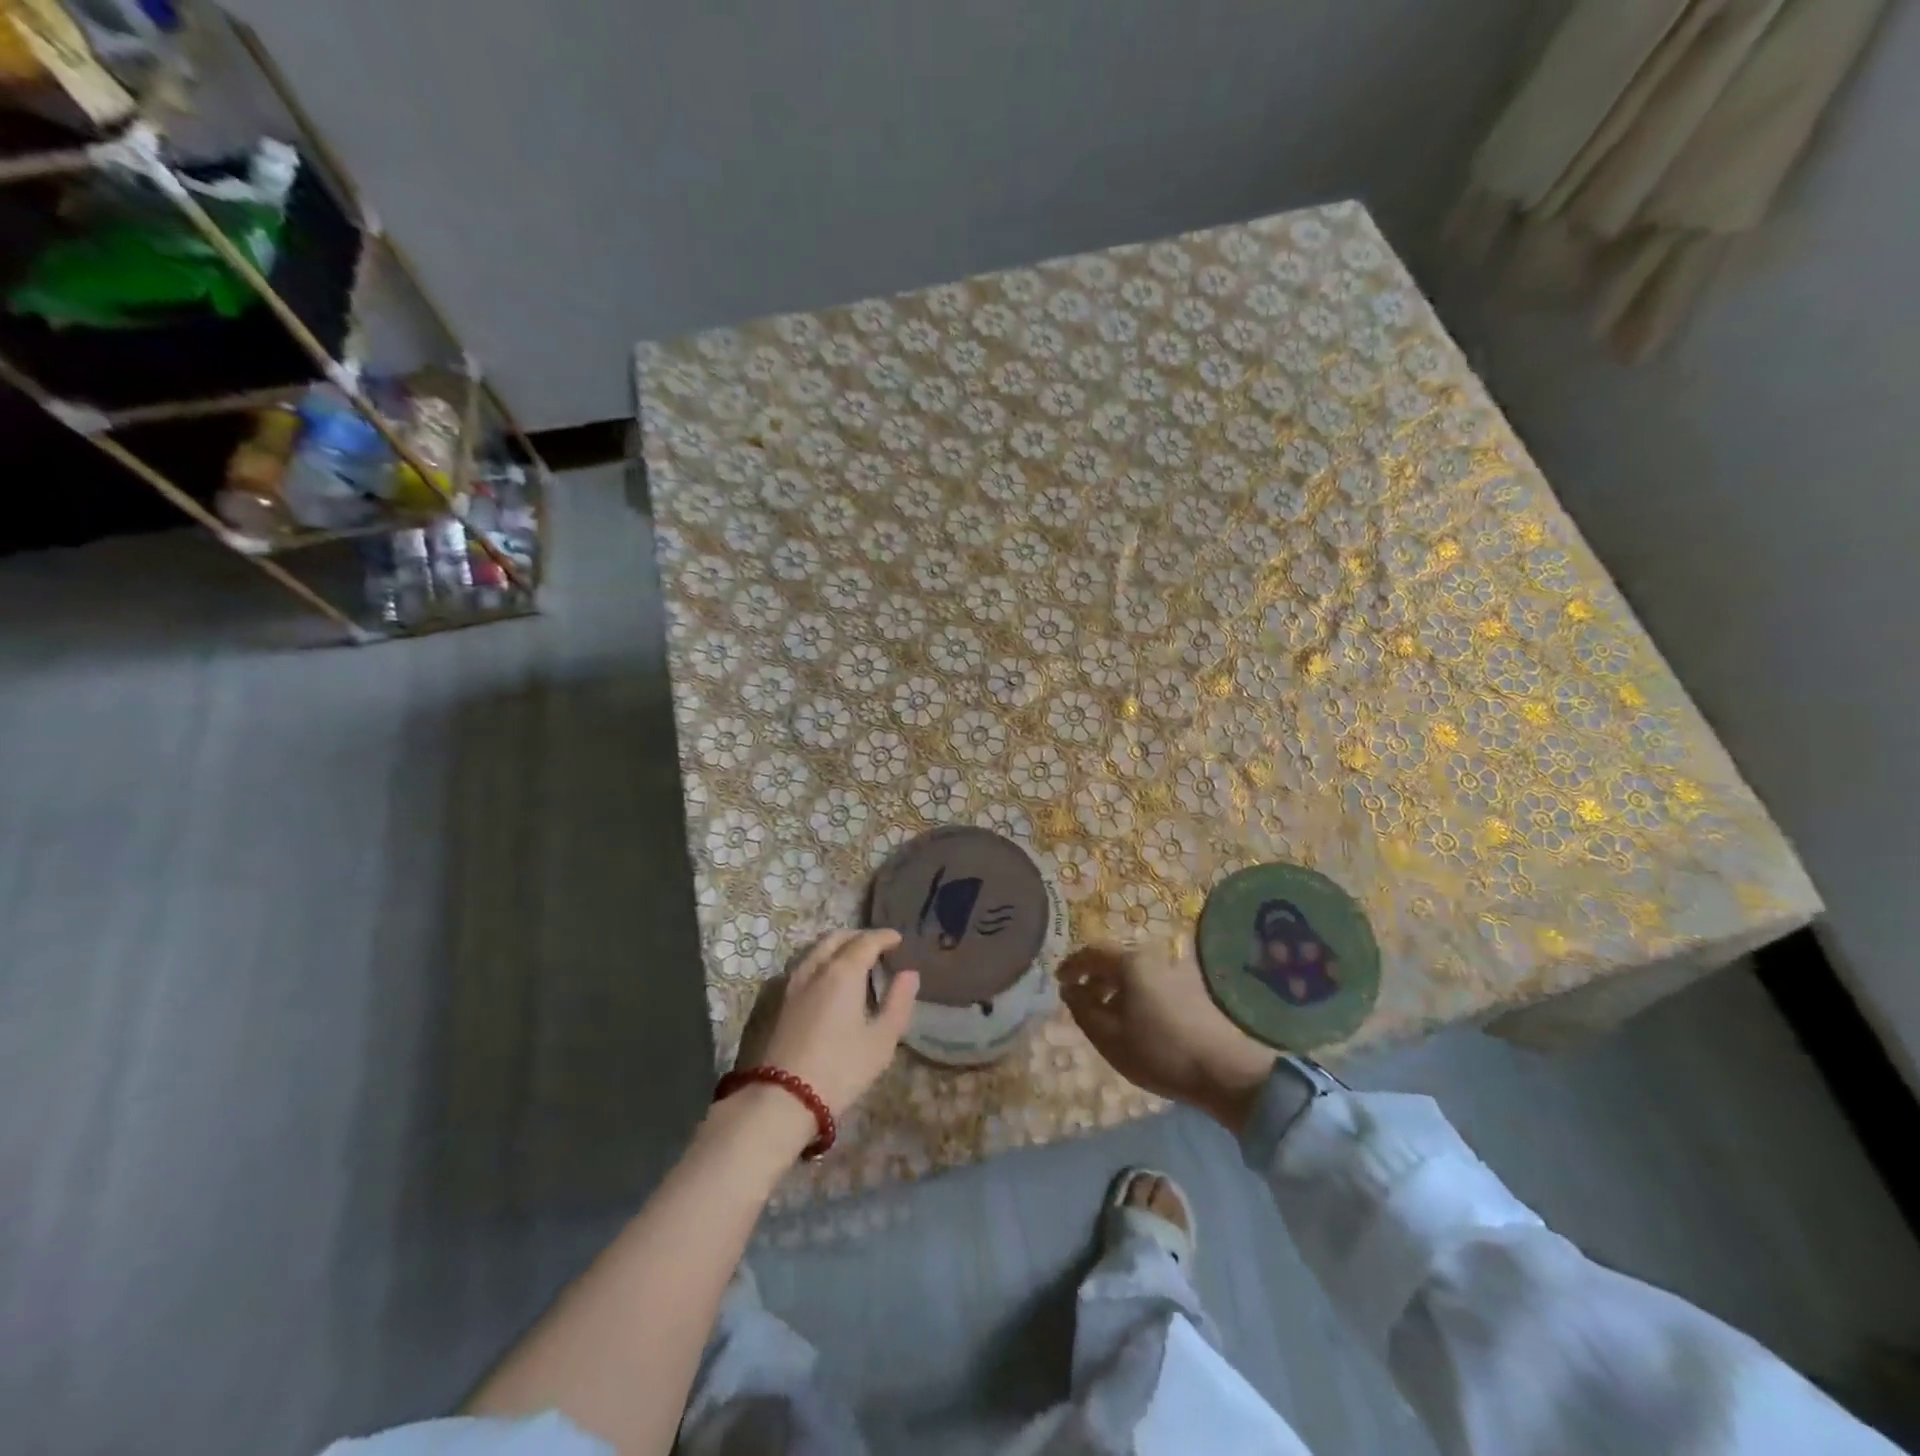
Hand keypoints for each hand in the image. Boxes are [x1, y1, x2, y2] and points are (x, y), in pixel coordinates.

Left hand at [750, 930, 918, 1117]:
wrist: (783, 1098)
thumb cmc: (841, 1068)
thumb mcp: (882, 1040)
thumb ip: (899, 1002)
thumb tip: (909, 974)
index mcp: (843, 972)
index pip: (866, 941)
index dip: (884, 937)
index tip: (898, 939)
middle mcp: (816, 968)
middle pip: (837, 937)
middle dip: (860, 936)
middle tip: (877, 947)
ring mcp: (793, 982)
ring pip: (816, 949)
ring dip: (837, 946)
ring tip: (853, 960)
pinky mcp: (779, 1000)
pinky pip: (804, 964)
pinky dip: (821, 960)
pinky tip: (827, 979)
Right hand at [1059, 942, 1276, 1134]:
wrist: (1225, 1070)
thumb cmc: (1159, 1052)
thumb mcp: (1109, 1036)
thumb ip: (1083, 1010)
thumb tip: (1069, 990)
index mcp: (1130, 962)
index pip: (1092, 952)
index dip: (1072, 965)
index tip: (1059, 981)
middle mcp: (1152, 957)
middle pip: (1114, 959)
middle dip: (1093, 976)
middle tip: (1079, 998)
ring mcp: (1174, 971)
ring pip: (1133, 971)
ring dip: (1113, 986)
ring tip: (1103, 1013)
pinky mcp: (1189, 987)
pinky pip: (1149, 980)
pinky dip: (1132, 992)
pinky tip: (1132, 1019)